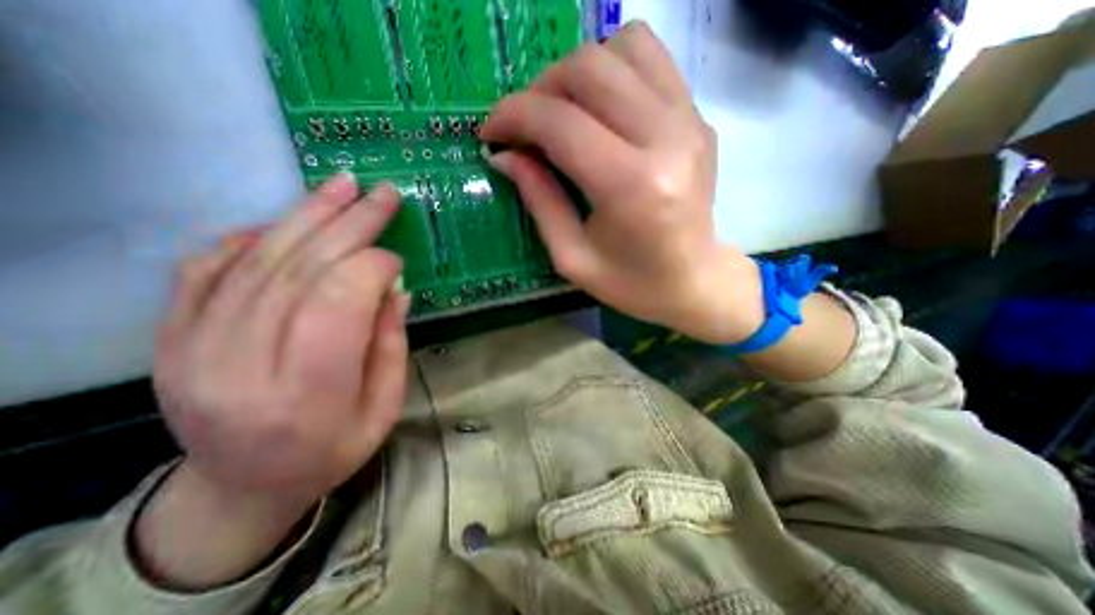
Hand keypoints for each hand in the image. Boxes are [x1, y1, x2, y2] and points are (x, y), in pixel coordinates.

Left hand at [153, 173, 409, 518]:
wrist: (243, 485)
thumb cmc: (332, 450)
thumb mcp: (384, 407)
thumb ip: (390, 344)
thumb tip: (395, 288)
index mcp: (307, 393)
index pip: (336, 303)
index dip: (372, 268)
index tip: (397, 261)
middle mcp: (242, 365)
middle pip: (300, 271)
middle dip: (349, 224)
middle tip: (380, 194)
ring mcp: (194, 348)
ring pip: (257, 260)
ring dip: (306, 216)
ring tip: (342, 186)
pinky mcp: (172, 336)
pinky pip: (207, 268)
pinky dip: (251, 237)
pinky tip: (285, 221)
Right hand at [482, 21, 764, 343]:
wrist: (695, 281)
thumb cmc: (632, 284)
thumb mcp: (573, 258)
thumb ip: (539, 201)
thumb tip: (504, 156)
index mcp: (631, 187)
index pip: (560, 122)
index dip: (514, 117)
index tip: (491, 133)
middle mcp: (666, 139)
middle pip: (589, 69)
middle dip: (540, 90)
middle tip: (526, 127)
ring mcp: (689, 121)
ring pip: (623, 47)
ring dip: (578, 73)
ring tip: (562, 114)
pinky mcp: (699, 118)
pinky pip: (651, 60)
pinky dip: (613, 71)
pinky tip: (600, 110)